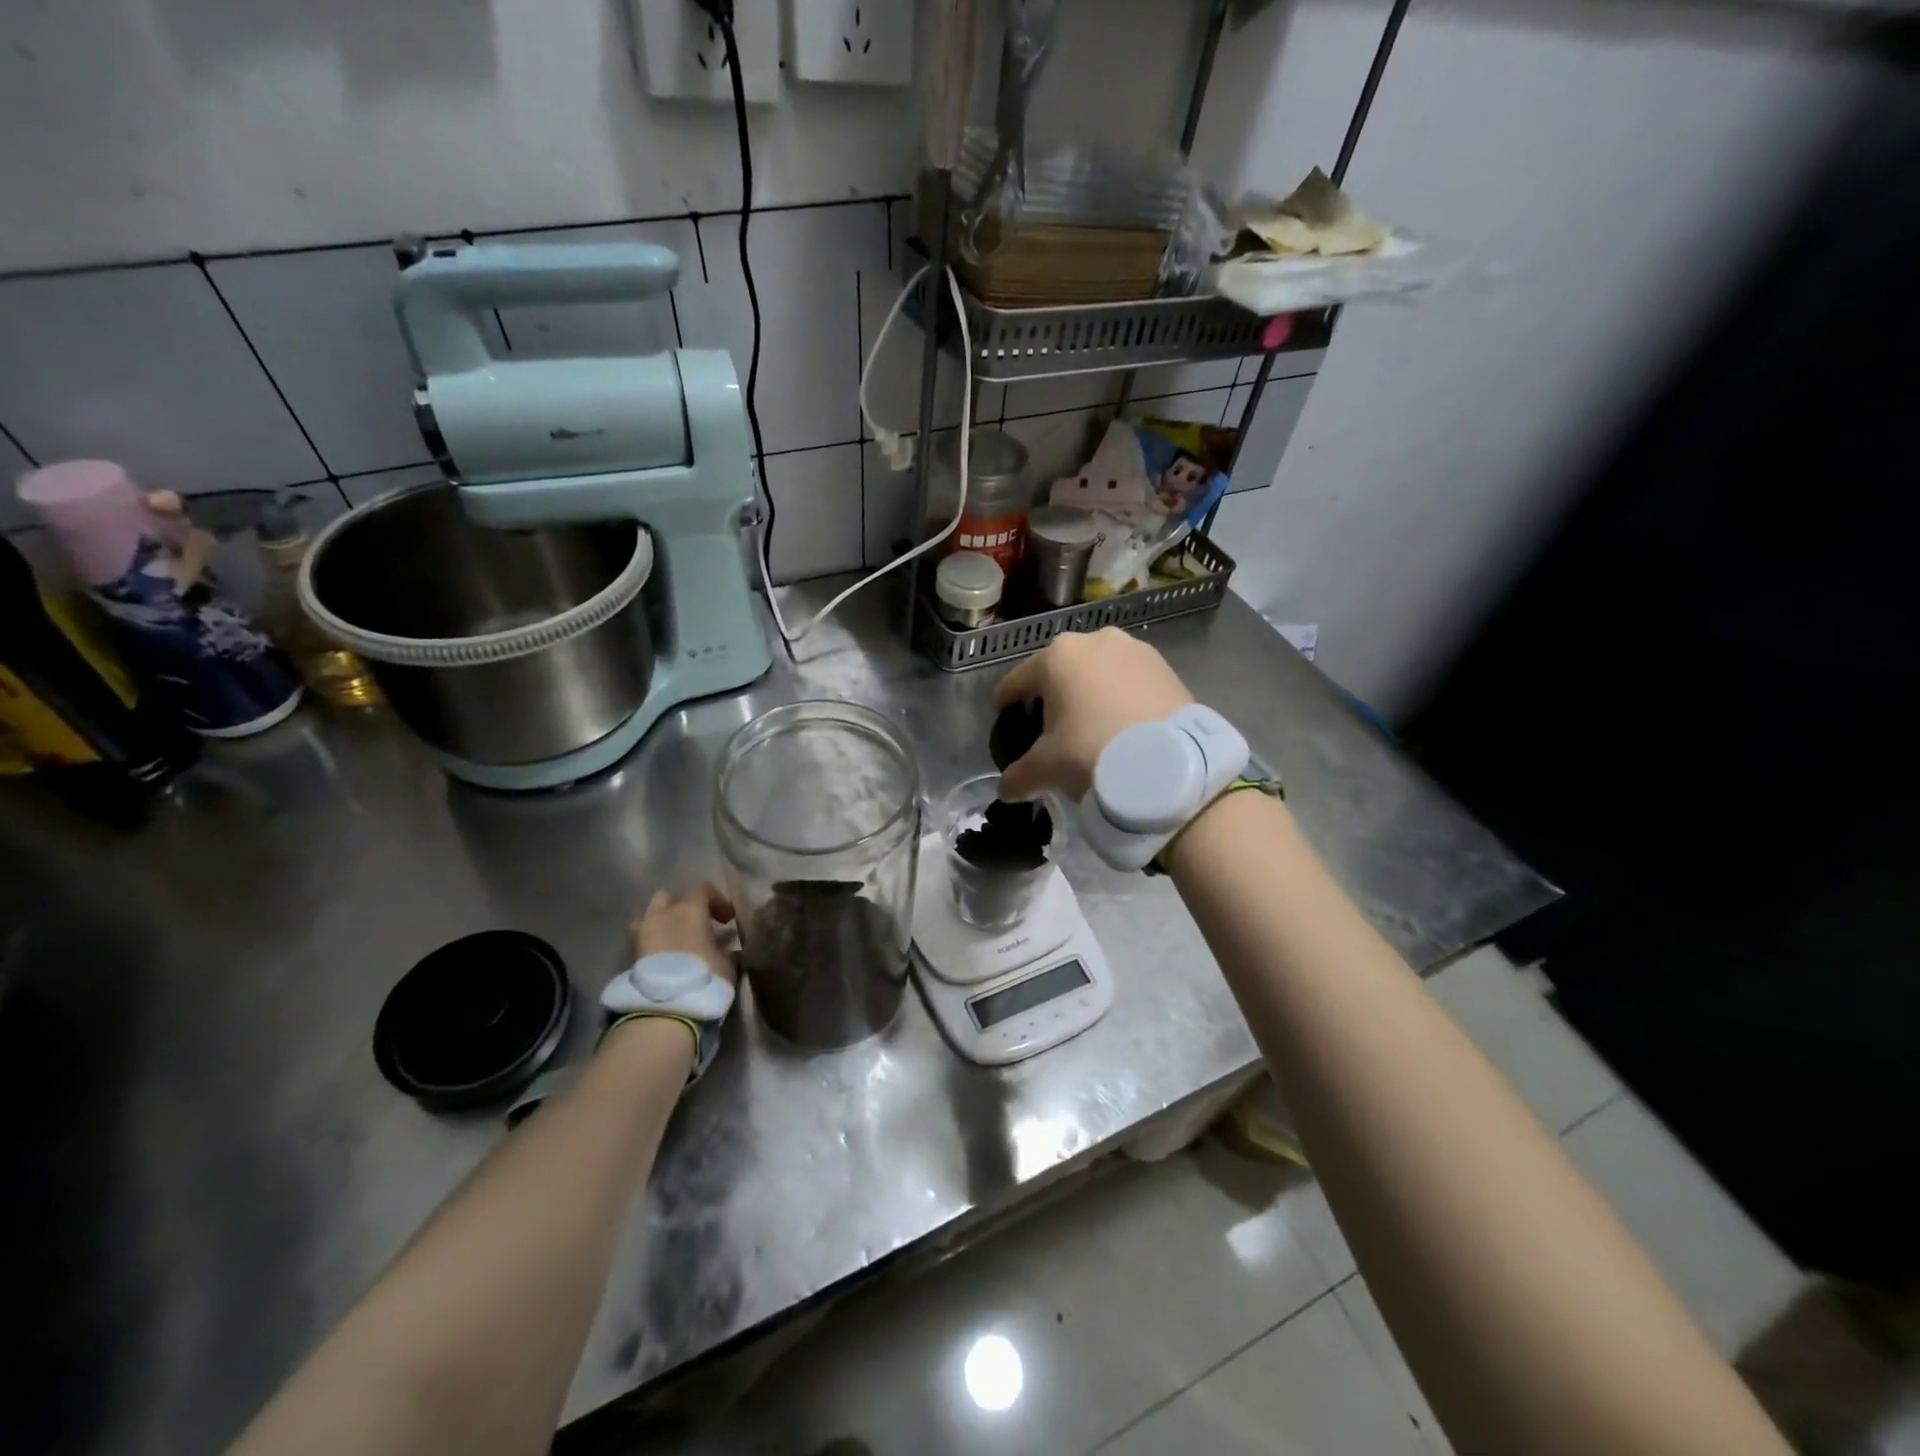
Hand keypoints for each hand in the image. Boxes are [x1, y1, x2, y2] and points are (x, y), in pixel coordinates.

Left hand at [630, 884, 737, 987]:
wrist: (666, 1009)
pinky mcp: (630, 955)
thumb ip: (728, 951)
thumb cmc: (704, 977)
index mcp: (690, 910)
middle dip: (682, 906)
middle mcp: (663, 914)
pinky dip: (653, 942)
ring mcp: (643, 933)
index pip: (703, 889)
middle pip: (668, 897)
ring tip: (676, 940)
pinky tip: (664, 957)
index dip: (717, 900)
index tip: (728, 919)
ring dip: (663, 922)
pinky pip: (642, 938)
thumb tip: (731, 949)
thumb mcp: (728, 964)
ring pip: (650, 915)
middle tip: (697, 924)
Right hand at [993, 627, 1194, 801]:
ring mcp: (1135, 650)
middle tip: (1050, 730)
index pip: (1017, 681)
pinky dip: (1120, 699)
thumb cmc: (1093, 752)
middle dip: (1052, 697)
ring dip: (1089, 695)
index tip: (1004, 720)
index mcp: (1057, 656)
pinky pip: (1130, 682)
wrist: (1170, 764)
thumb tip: (1006, 790)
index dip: (1006, 704)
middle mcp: (1095, 640)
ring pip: (1098, 673)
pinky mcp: (1166, 667)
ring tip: (1090, 728)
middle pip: (1060, 672)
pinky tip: (1122, 727)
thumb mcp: (1046, 768)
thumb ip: (1019, 776)